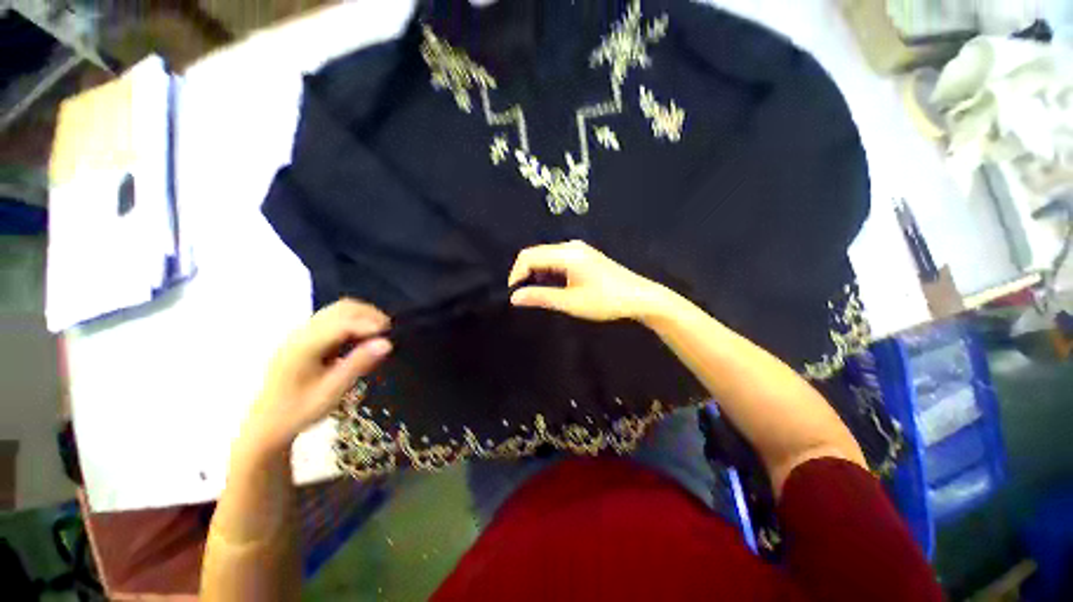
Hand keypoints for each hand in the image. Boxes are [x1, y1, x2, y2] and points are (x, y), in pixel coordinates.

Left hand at [241, 299, 391, 457]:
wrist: (267, 424)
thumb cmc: (299, 412)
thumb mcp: (331, 392)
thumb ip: (358, 364)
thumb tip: (387, 343)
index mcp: (303, 347)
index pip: (342, 323)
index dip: (369, 324)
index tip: (392, 335)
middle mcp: (301, 333)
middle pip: (341, 309)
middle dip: (369, 315)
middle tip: (389, 333)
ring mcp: (302, 333)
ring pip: (338, 310)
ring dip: (363, 316)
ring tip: (379, 334)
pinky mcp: (307, 337)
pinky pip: (335, 319)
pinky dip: (354, 321)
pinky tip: (363, 337)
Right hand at [508, 241, 668, 321]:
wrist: (639, 297)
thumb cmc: (605, 300)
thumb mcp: (571, 302)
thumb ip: (541, 297)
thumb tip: (515, 297)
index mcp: (566, 254)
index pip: (529, 256)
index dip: (516, 274)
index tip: (514, 294)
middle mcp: (570, 246)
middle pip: (536, 254)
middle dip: (525, 274)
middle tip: (524, 296)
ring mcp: (578, 250)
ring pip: (546, 257)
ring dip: (537, 274)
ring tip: (536, 295)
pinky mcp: (583, 256)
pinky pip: (557, 260)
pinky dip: (548, 273)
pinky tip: (552, 288)